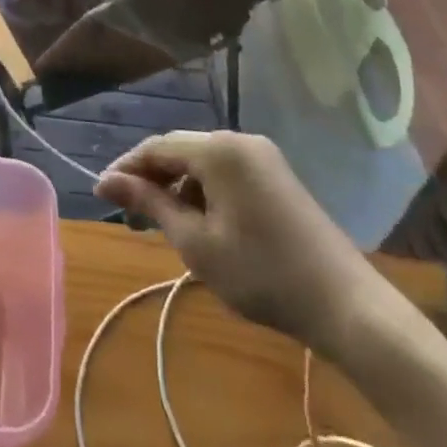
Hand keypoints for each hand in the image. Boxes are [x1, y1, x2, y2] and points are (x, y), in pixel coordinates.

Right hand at [96, 131, 393, 357]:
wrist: (347, 305)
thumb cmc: (262, 274)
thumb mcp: (196, 243)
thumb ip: (150, 204)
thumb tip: (106, 180)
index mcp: (218, 149)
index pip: (157, 147)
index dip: (126, 168)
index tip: (100, 194)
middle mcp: (240, 140)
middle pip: (180, 151)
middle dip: (151, 179)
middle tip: (127, 215)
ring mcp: (262, 157)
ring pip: (202, 163)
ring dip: (177, 187)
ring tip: (160, 225)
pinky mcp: (276, 176)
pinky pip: (226, 173)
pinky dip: (204, 192)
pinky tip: (198, 223)